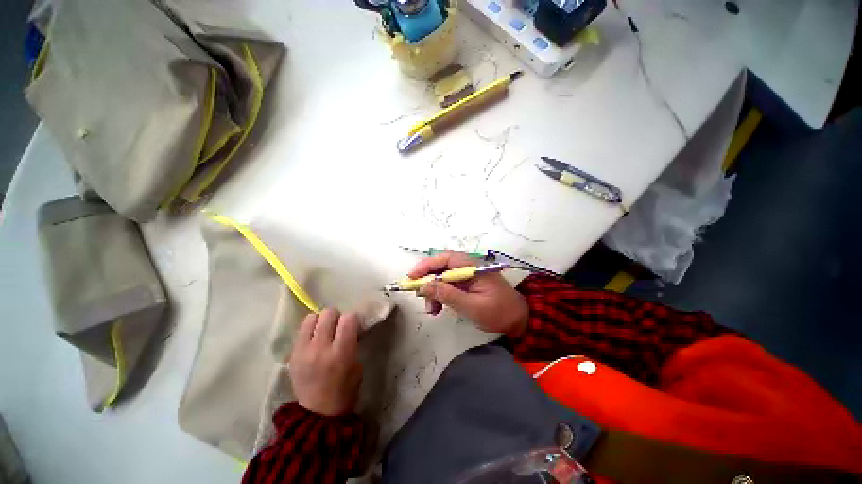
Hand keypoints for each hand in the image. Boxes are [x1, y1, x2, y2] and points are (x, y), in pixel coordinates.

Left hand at [289, 309, 361, 416]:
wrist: (319, 413)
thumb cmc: (345, 390)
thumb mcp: (357, 364)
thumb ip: (353, 342)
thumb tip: (350, 326)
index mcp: (341, 353)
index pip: (348, 318)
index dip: (353, 319)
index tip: (353, 326)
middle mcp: (321, 348)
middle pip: (328, 313)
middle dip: (337, 316)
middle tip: (339, 327)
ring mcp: (303, 351)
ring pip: (311, 317)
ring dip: (321, 321)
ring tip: (324, 331)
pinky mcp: (292, 355)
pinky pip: (301, 330)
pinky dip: (310, 330)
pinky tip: (314, 340)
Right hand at [410, 252, 528, 337]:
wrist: (518, 320)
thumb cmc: (498, 312)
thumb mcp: (472, 306)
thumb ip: (448, 295)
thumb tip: (425, 285)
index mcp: (472, 267)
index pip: (445, 259)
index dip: (426, 265)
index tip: (412, 277)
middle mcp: (468, 267)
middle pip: (441, 267)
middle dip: (428, 281)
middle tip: (419, 296)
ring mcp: (467, 276)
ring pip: (442, 277)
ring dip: (433, 291)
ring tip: (431, 310)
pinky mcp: (466, 285)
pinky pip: (448, 286)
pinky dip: (440, 295)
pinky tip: (437, 308)